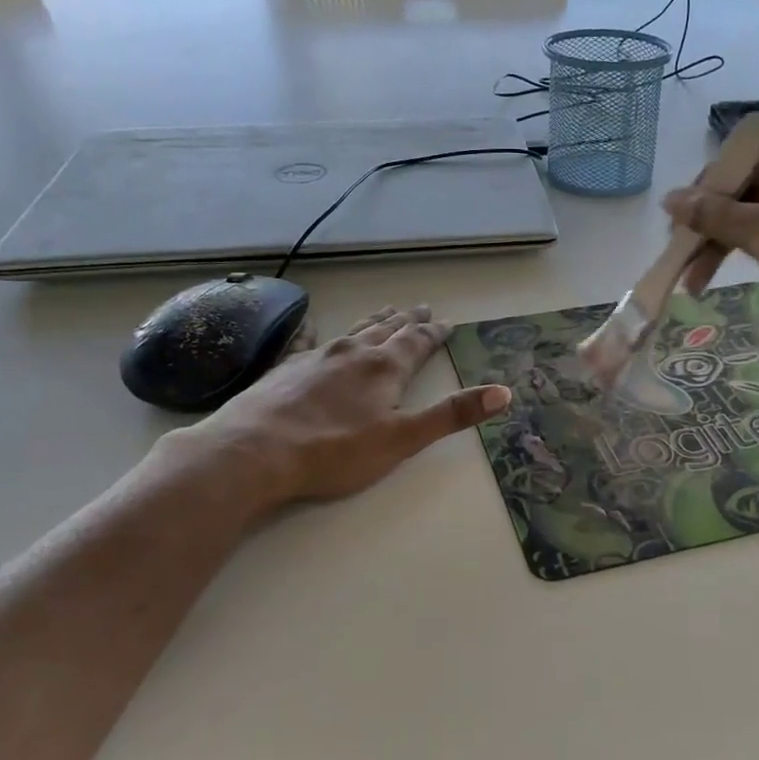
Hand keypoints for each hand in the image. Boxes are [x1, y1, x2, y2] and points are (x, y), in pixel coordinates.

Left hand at [173, 305, 510, 504]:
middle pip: (387, 330)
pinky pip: (306, 341)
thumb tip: (504, 393)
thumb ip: (452, 415)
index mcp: (385, 368)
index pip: (417, 342)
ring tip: (386, 312)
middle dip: (407, 320)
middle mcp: (353, 352)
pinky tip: (312, 326)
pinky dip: (315, 332)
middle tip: (421, 307)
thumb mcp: (403, 438)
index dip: (434, 333)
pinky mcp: (284, 368)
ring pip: (353, 331)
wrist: (254, 452)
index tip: (446, 323)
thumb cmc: (335, 450)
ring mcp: (315, 356)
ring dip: (374, 322)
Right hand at [666, 121, 758, 326]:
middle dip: (716, 230)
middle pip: (751, 187)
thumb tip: (668, 199)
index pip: (734, 164)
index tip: (679, 234)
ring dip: (738, 241)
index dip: (700, 200)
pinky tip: (755, 264)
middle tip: (689, 267)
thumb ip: (712, 214)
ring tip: (707, 280)